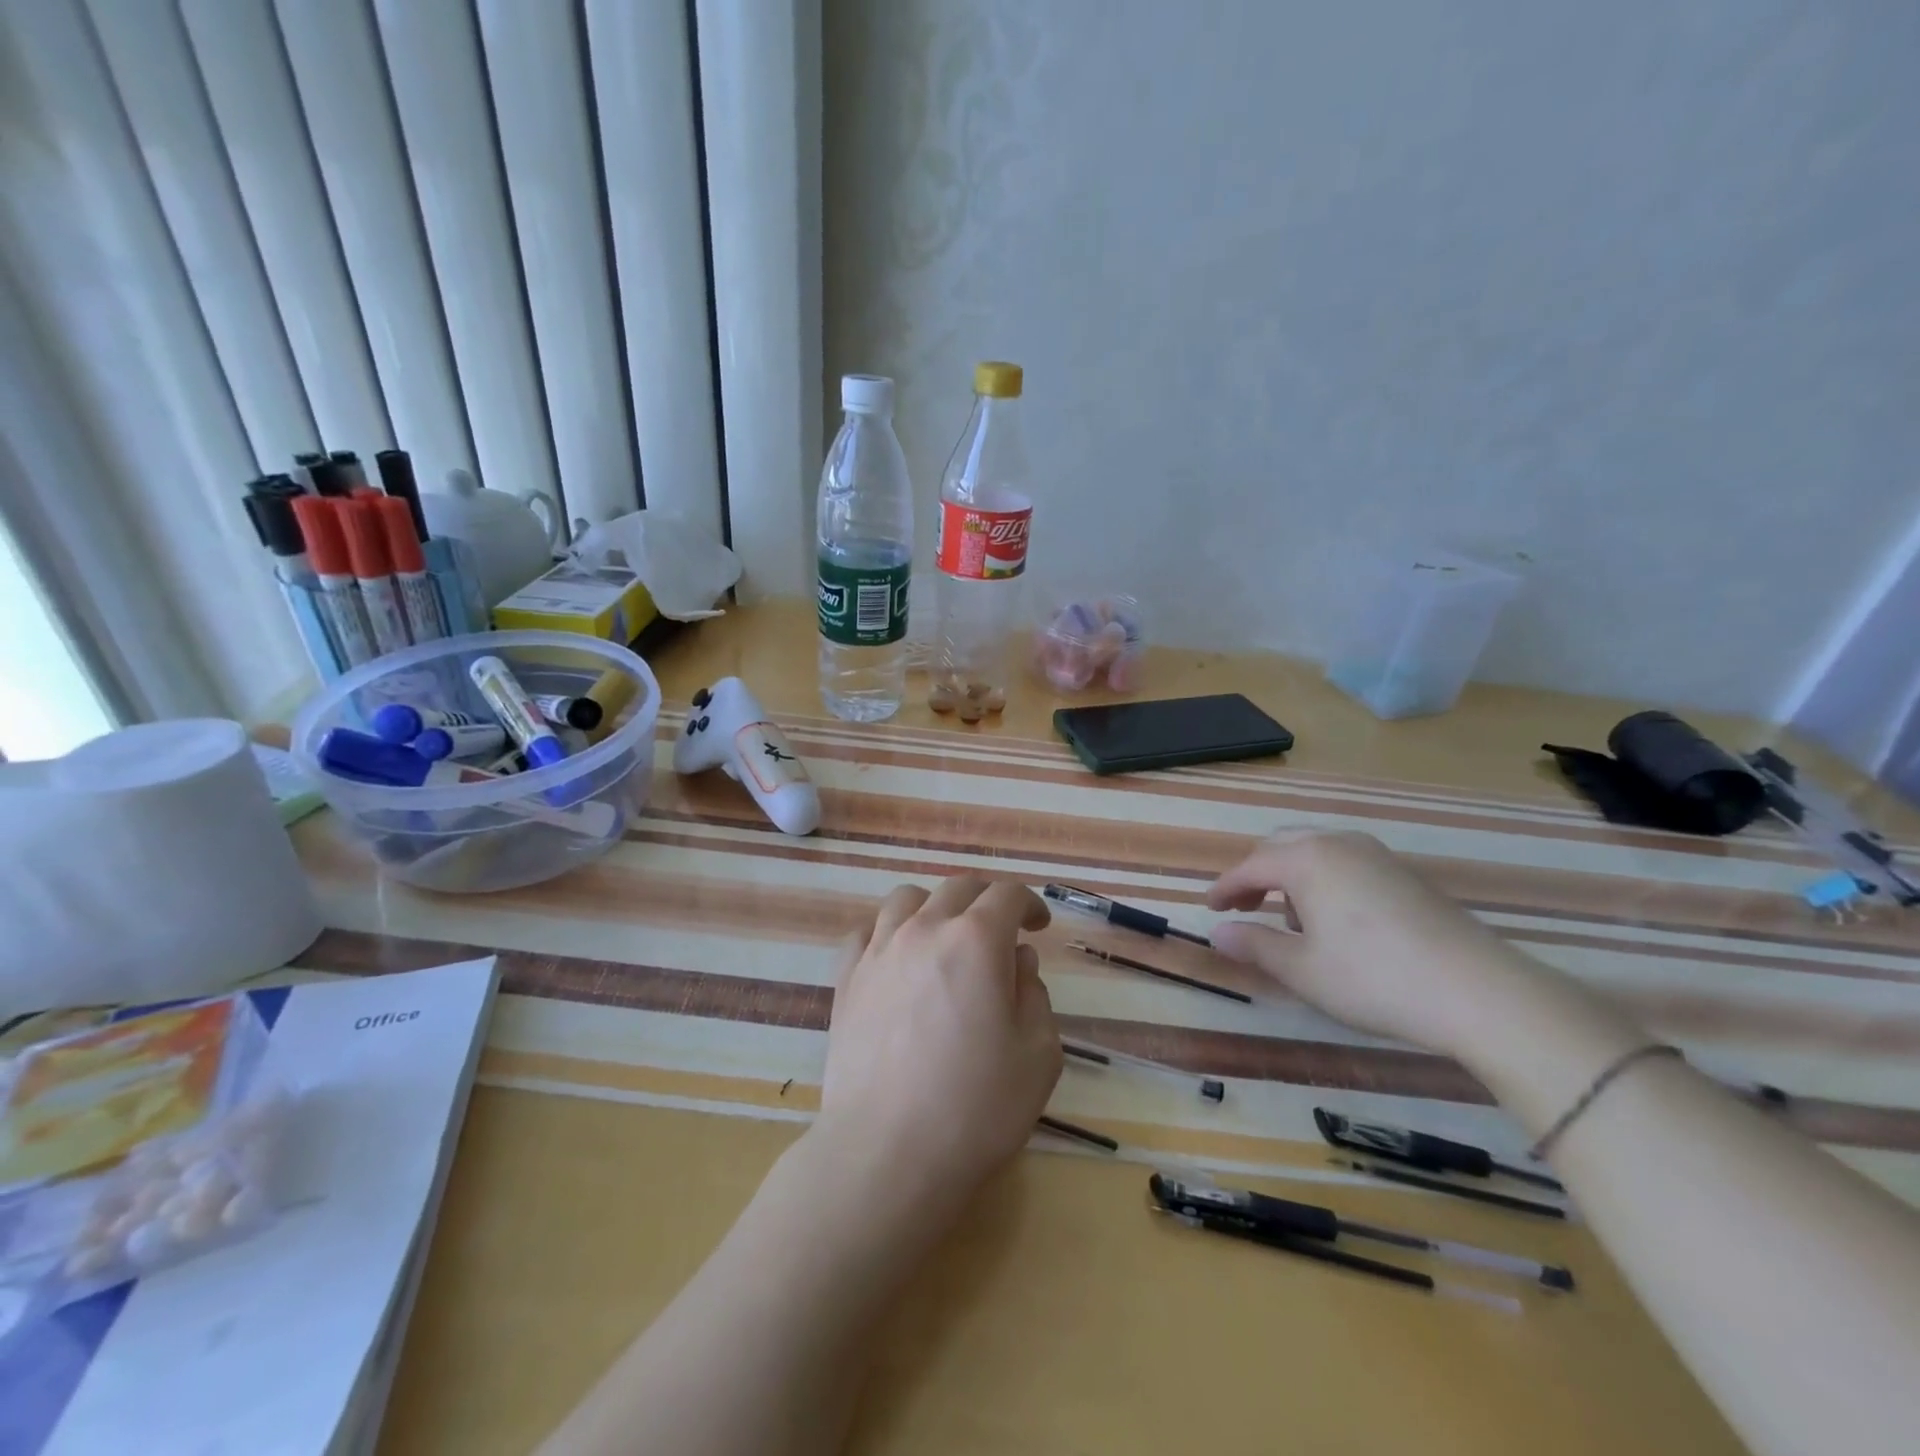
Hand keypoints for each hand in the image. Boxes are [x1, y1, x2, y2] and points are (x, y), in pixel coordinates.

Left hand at [818, 876, 1062, 1212]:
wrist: (886, 1153)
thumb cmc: (975, 1108)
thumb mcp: (1038, 1055)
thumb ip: (1034, 994)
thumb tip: (1016, 961)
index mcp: (976, 940)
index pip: (1007, 894)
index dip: (1029, 903)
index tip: (1039, 926)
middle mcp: (924, 929)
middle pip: (957, 888)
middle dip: (986, 900)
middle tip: (1000, 930)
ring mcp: (879, 951)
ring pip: (906, 899)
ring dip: (934, 908)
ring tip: (944, 939)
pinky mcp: (846, 979)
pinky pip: (867, 932)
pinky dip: (888, 934)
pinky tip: (898, 961)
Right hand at [1206, 830, 1541, 1058]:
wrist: (1480, 992)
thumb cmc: (1374, 979)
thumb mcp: (1302, 969)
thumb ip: (1253, 945)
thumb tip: (1217, 933)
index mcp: (1307, 860)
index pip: (1250, 865)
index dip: (1225, 888)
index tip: (1210, 909)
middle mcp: (1339, 844)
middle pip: (1281, 847)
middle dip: (1256, 875)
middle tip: (1242, 907)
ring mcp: (1377, 855)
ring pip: (1316, 851)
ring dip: (1291, 876)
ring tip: (1289, 919)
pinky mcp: (1406, 875)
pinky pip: (1346, 862)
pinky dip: (1324, 880)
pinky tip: (1335, 921)